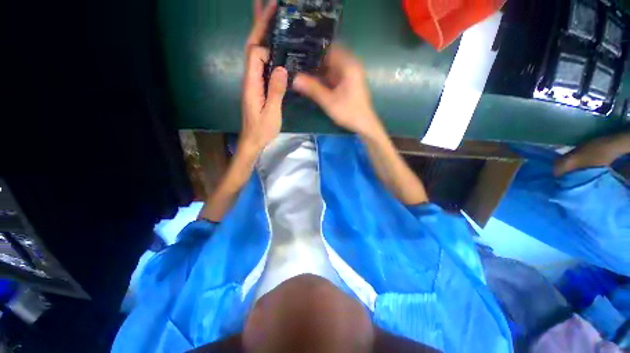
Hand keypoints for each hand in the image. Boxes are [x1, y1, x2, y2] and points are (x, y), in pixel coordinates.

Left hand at [240, 0, 288, 152]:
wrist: (253, 140)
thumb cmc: (262, 130)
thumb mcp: (271, 114)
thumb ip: (275, 92)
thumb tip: (282, 68)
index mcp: (252, 84)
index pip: (254, 55)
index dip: (265, 46)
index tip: (279, 40)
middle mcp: (250, 79)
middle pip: (252, 47)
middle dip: (258, 26)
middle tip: (267, 4)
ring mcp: (254, 83)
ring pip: (256, 54)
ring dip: (261, 35)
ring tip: (270, 17)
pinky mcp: (258, 87)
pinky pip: (262, 65)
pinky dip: (267, 52)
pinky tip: (275, 48)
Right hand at [293, 45, 382, 137]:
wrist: (364, 125)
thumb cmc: (349, 112)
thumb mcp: (329, 101)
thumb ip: (312, 89)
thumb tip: (294, 79)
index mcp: (348, 66)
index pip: (329, 48)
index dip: (314, 48)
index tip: (298, 49)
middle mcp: (350, 66)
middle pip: (329, 56)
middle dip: (314, 59)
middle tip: (296, 61)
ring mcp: (349, 75)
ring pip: (330, 67)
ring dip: (317, 69)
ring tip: (300, 69)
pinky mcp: (347, 83)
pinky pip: (333, 75)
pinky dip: (323, 77)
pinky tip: (311, 80)